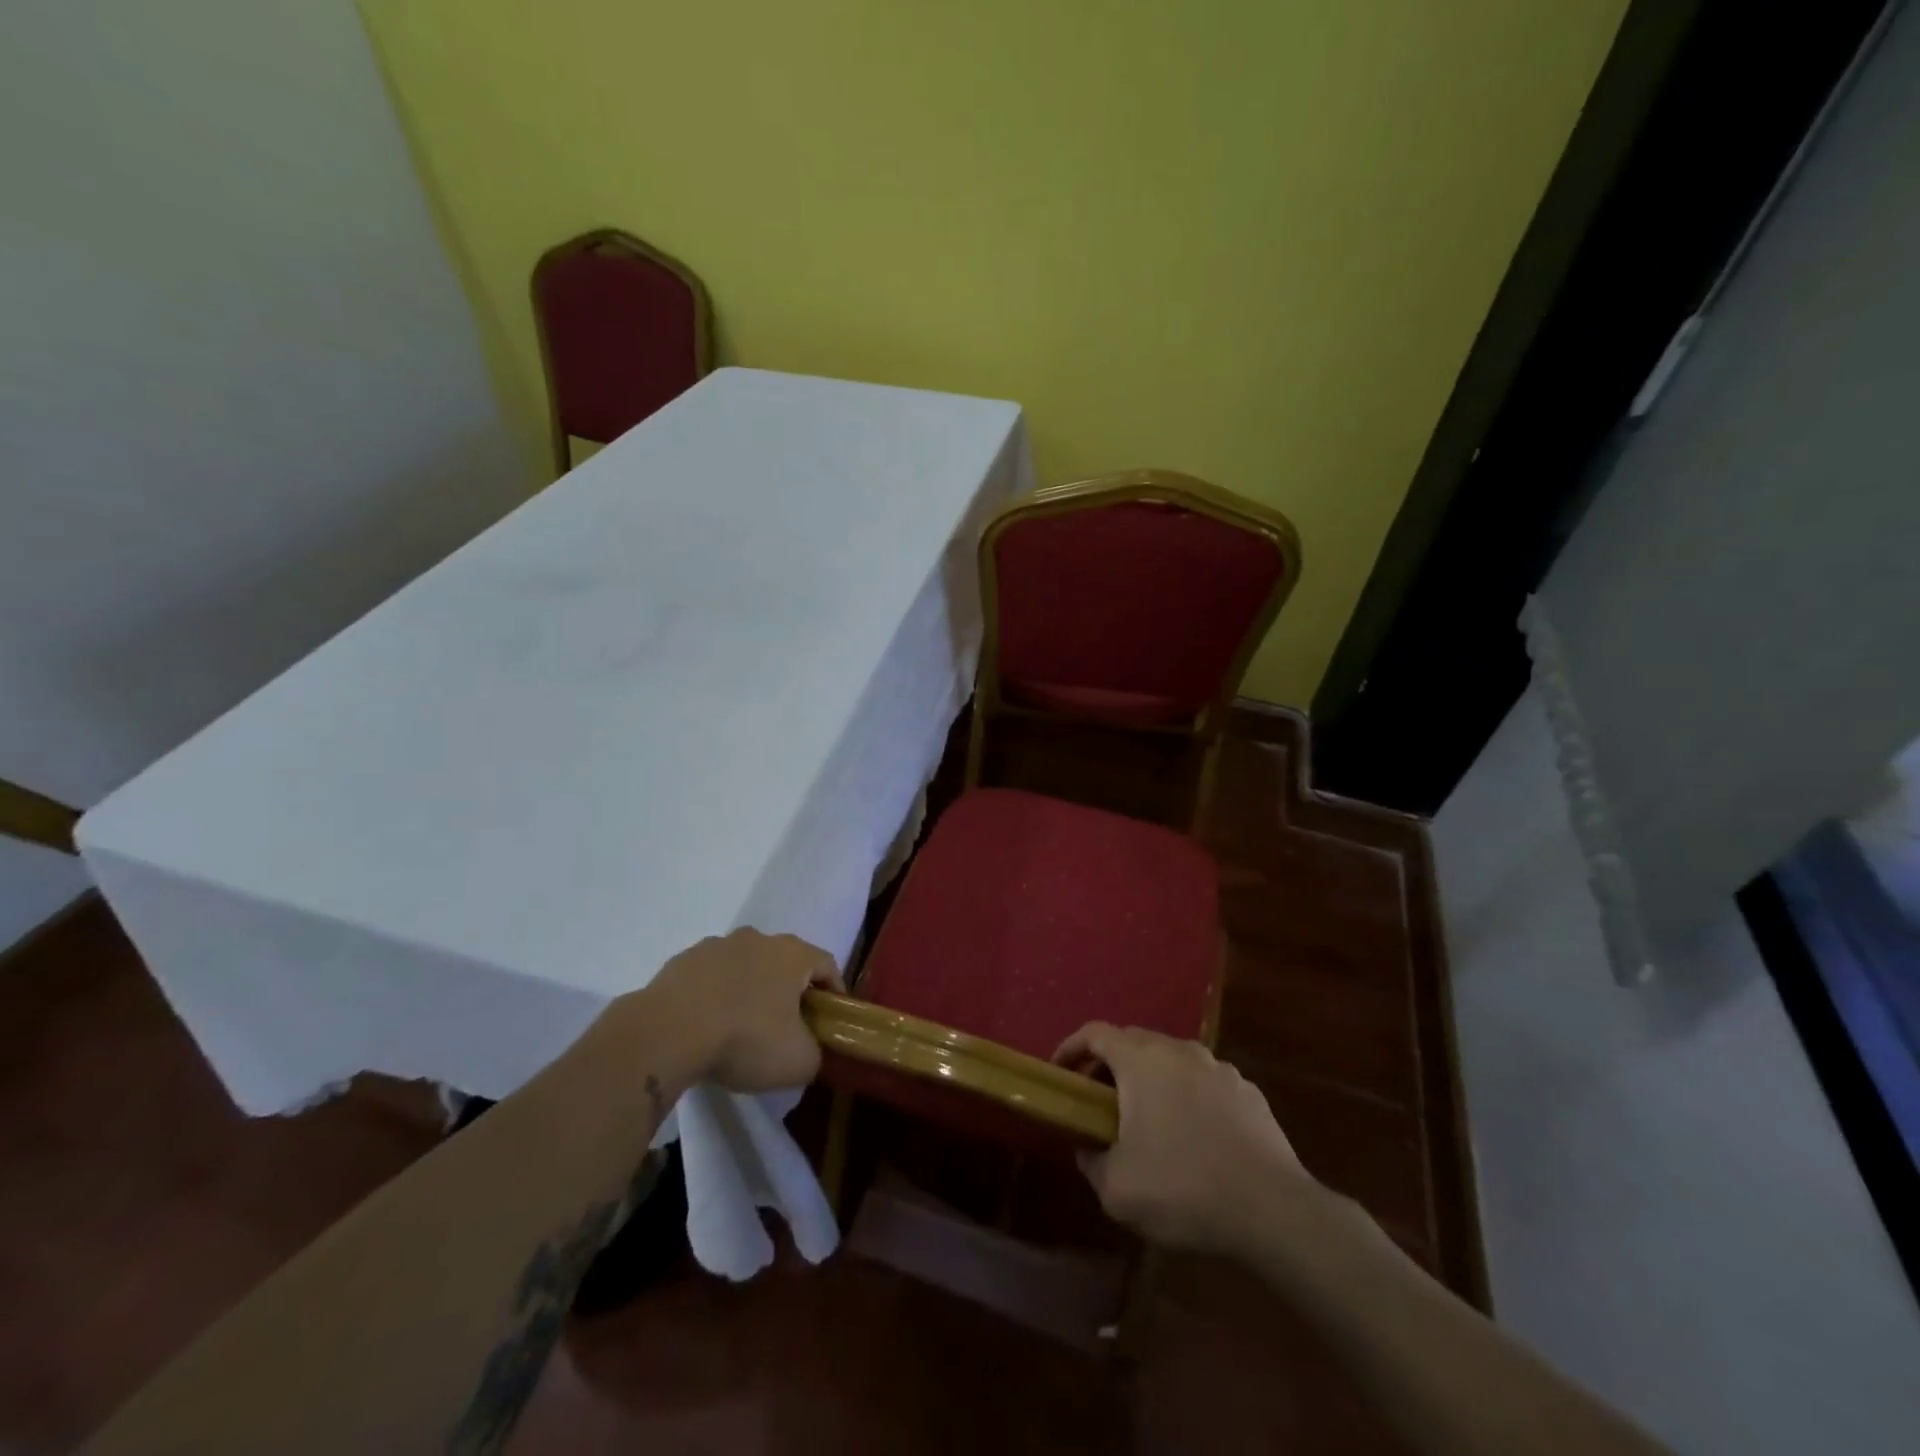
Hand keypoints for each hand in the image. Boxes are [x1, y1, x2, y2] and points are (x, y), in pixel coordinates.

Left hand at [642, 929, 843, 1092]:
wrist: (667, 1032)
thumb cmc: (745, 1039)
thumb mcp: (798, 1061)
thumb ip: (816, 1053)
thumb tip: (810, 1050)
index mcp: (793, 954)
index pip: (827, 964)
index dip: (834, 991)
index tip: (830, 1019)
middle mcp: (758, 939)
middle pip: (785, 961)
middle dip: (789, 989)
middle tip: (787, 1024)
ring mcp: (717, 946)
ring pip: (745, 965)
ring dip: (749, 988)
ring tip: (741, 1026)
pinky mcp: (682, 961)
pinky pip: (710, 976)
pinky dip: (715, 994)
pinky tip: (707, 1025)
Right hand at [1054, 1022, 1314, 1254]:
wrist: (1273, 1209)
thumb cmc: (1183, 1189)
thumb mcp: (1117, 1189)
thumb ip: (1091, 1161)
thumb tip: (1088, 1148)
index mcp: (1141, 1061)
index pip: (1095, 1033)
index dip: (1071, 1047)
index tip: (1060, 1071)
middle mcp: (1179, 1051)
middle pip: (1134, 1042)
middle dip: (1110, 1064)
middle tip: (1099, 1099)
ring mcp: (1219, 1068)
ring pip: (1172, 1060)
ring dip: (1152, 1079)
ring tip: (1149, 1119)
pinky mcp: (1249, 1091)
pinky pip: (1205, 1083)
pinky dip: (1189, 1096)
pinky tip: (1195, 1136)